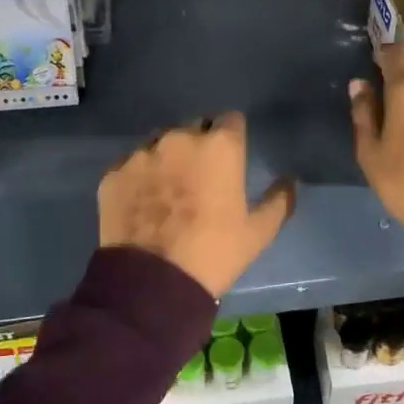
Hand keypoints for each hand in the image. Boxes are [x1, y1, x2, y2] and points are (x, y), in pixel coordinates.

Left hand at [99, 113, 295, 297]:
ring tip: (167, 191)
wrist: (152, 282)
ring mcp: (141, 154)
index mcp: (220, 146)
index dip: (232, 138)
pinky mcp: (113, 173)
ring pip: (159, 144)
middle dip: (199, 146)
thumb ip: (279, 201)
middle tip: (200, 178)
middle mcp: (179, 138)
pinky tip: (142, 204)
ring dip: (166, 158)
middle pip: (194, 128)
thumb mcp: (258, 232)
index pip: (231, 121)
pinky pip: (130, 166)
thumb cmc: (214, 253)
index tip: (231, 159)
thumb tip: (290, 182)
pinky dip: (138, 178)